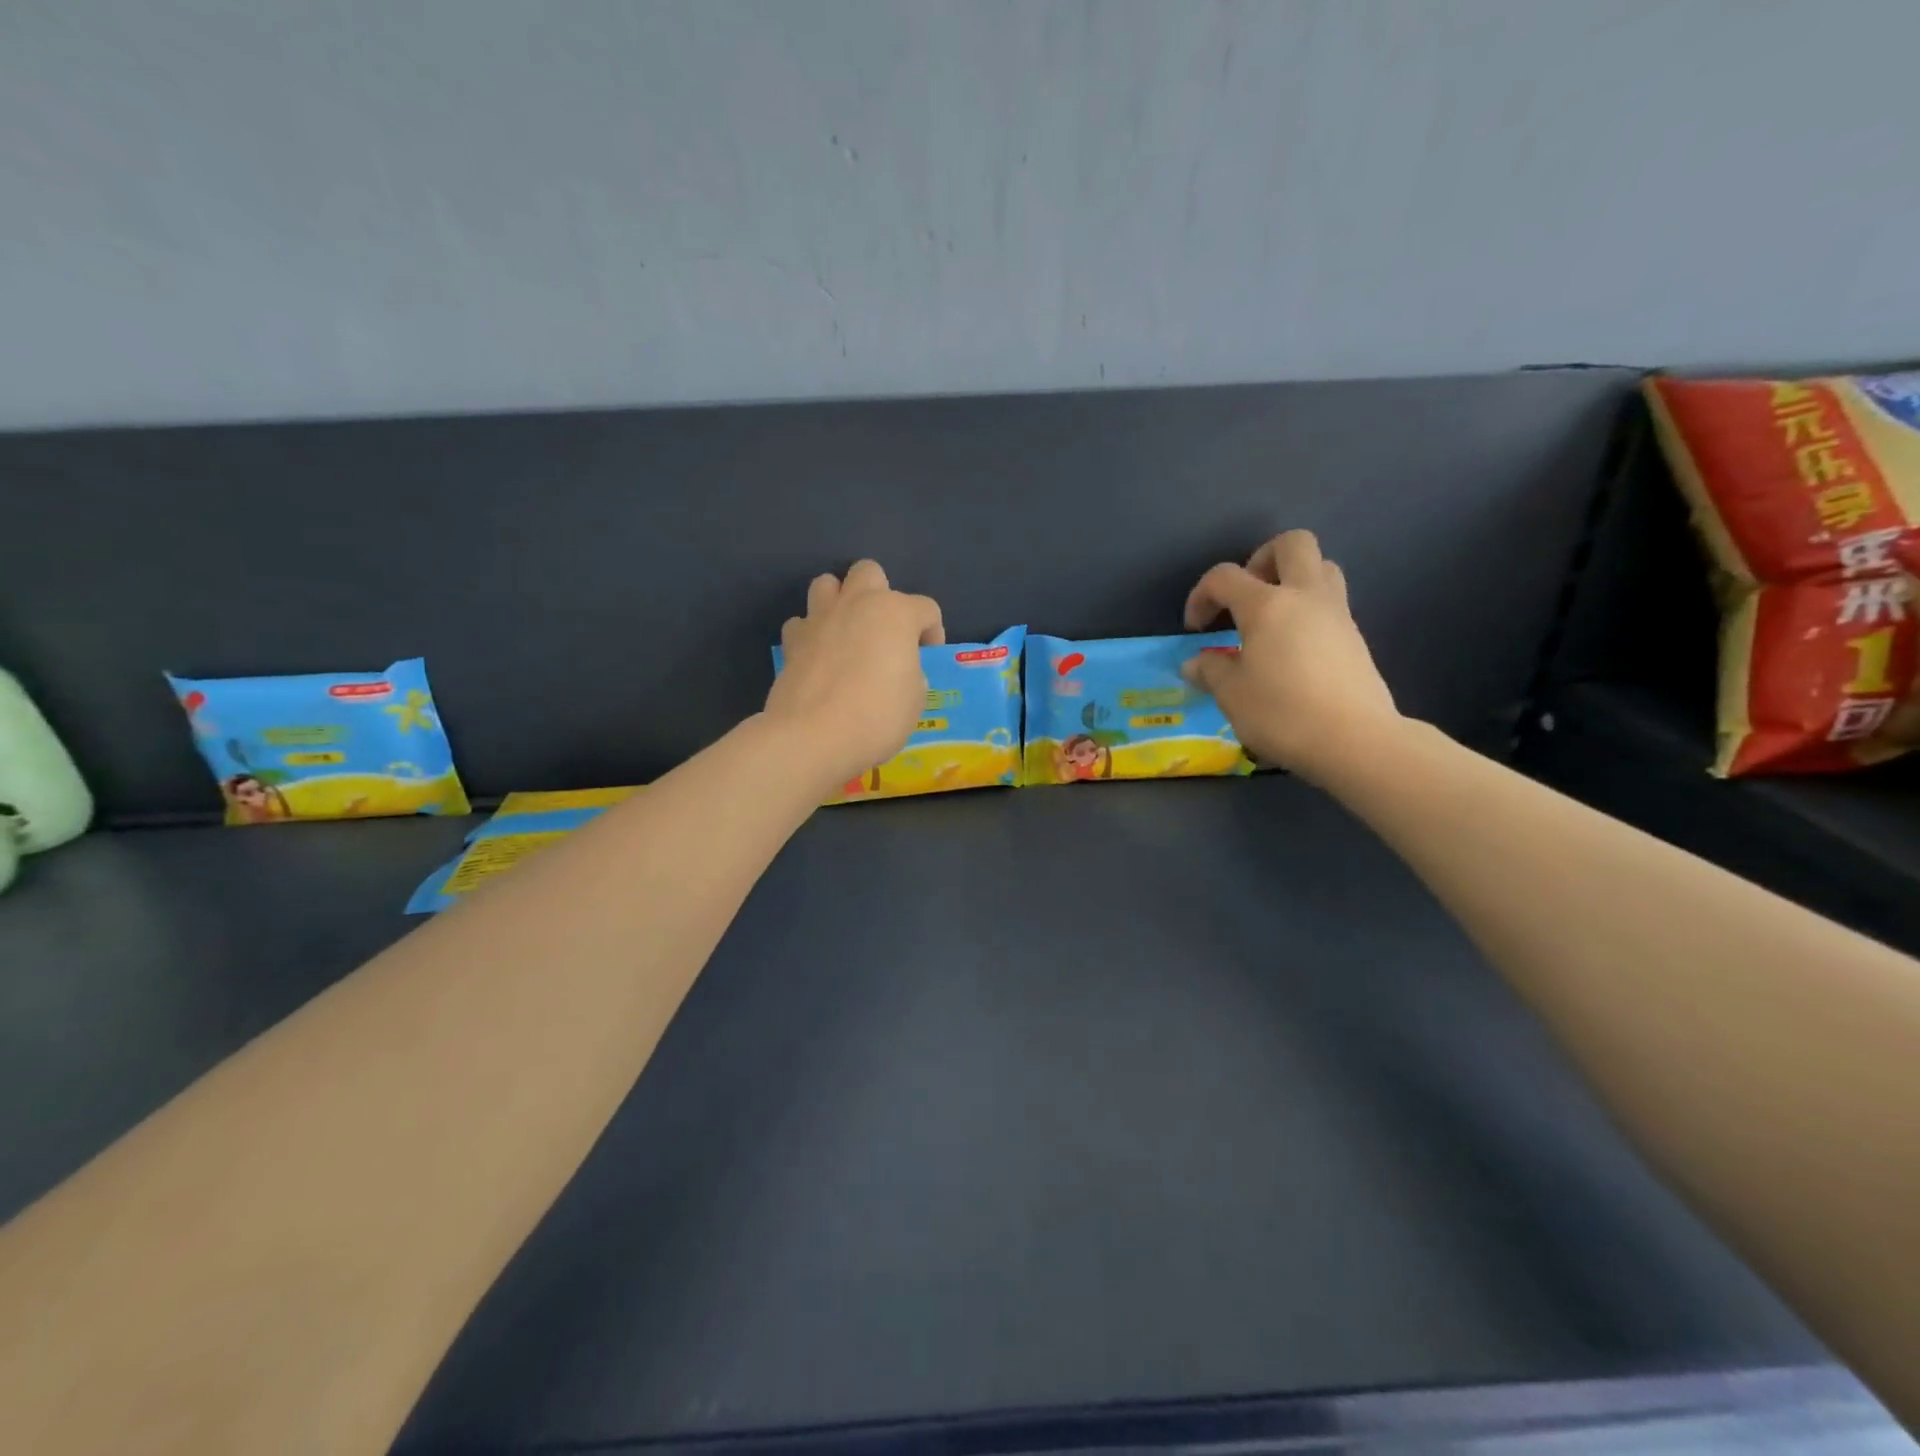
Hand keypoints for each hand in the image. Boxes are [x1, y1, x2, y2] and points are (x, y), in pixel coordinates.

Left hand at [766, 560, 944, 786]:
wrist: (813, 736)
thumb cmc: (877, 716)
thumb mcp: (914, 700)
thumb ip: (911, 675)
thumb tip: (900, 672)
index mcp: (896, 613)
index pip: (927, 608)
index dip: (932, 632)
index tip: (926, 659)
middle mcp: (856, 604)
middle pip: (869, 572)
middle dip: (880, 593)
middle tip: (884, 631)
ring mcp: (820, 619)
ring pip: (826, 584)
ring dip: (839, 601)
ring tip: (847, 634)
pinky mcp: (792, 641)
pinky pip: (801, 623)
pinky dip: (811, 634)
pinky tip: (818, 657)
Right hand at [1181, 530, 1400, 781]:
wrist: (1355, 741)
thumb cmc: (1282, 714)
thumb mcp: (1232, 696)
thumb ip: (1211, 671)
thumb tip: (1196, 663)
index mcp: (1267, 605)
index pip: (1225, 576)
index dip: (1202, 595)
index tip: (1195, 628)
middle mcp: (1305, 596)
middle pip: (1292, 544)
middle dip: (1261, 559)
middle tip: (1245, 596)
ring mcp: (1337, 614)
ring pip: (1321, 567)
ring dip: (1293, 579)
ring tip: (1271, 618)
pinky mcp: (1355, 637)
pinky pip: (1330, 603)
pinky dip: (1308, 611)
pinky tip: (1292, 648)